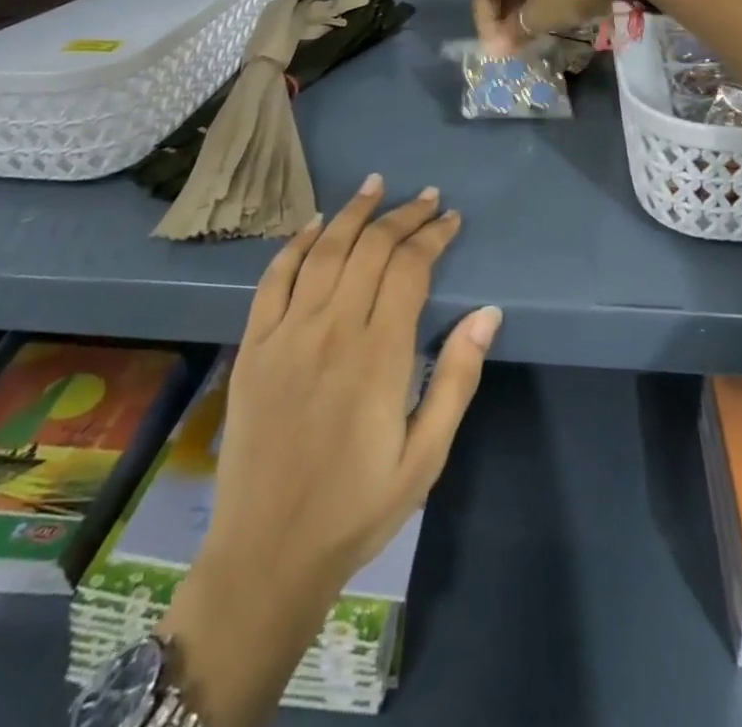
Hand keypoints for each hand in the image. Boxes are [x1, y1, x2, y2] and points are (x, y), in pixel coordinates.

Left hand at [160, 176, 500, 726]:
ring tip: (376, 186)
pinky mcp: (254, 345)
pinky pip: (273, 278)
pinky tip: (314, 224)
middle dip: (404, 216)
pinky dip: (295, 244)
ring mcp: (287, 333)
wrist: (267, 554)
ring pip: (324, 250)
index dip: (433, 236)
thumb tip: (487, 312)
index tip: (451, 219)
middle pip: (371, 249)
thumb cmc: (357, 507)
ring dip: (354, 213)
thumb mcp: (426, 456)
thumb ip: (456, 378)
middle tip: (427, 197)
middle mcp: (332, 329)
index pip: (410, 268)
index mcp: (379, 354)